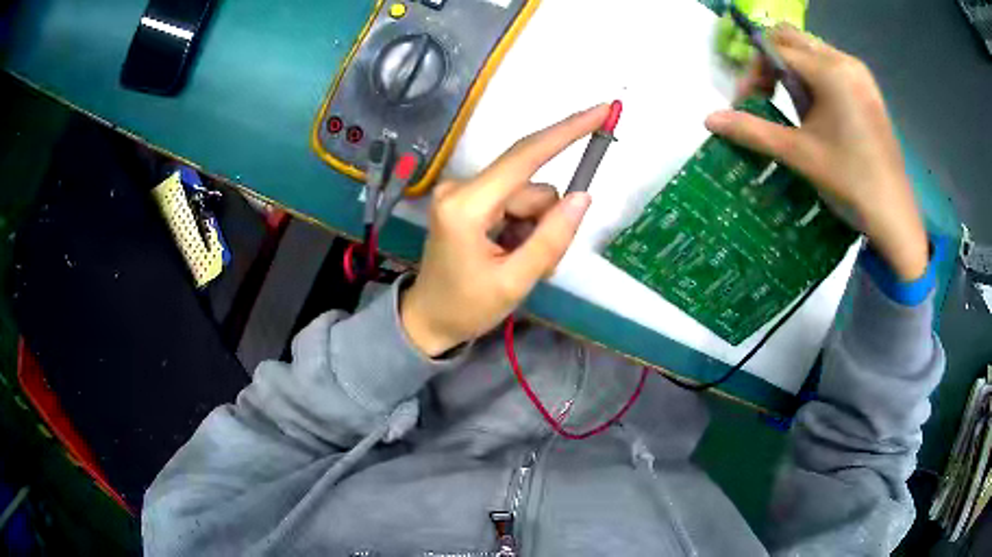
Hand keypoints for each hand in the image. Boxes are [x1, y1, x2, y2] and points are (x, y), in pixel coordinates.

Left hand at [401, 105, 607, 355]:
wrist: (428, 319)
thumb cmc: (466, 307)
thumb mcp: (515, 281)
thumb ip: (551, 238)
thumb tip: (583, 196)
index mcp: (467, 206)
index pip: (524, 157)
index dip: (566, 131)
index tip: (601, 111)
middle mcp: (462, 187)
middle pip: (533, 187)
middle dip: (546, 222)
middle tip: (538, 265)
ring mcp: (463, 192)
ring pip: (529, 197)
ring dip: (536, 229)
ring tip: (519, 264)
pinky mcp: (468, 199)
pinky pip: (515, 203)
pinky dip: (524, 228)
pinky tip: (510, 253)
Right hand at [704, 25, 928, 280]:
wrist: (895, 217)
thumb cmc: (849, 184)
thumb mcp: (798, 155)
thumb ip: (752, 131)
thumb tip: (709, 120)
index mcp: (830, 71)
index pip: (775, 48)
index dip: (753, 71)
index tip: (745, 104)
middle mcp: (845, 61)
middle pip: (792, 40)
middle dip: (770, 63)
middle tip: (764, 96)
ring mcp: (860, 74)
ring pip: (811, 51)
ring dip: (791, 71)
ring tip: (791, 108)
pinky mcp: (868, 89)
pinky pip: (830, 66)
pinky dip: (813, 78)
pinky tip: (816, 111)